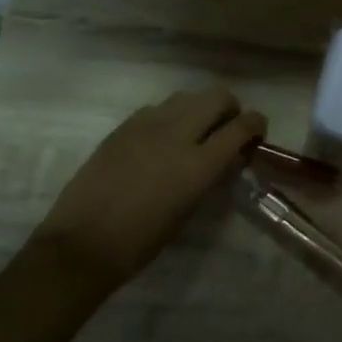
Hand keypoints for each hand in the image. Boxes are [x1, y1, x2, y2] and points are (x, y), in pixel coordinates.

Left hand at [33, 87, 266, 288]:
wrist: (82, 244)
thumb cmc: (142, 241)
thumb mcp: (189, 210)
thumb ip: (211, 176)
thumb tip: (226, 157)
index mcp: (198, 164)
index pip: (241, 126)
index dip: (257, 124)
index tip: (258, 132)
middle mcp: (177, 135)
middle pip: (217, 98)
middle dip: (230, 108)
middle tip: (228, 128)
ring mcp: (147, 126)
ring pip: (187, 97)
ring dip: (200, 109)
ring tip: (195, 131)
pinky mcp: (123, 127)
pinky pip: (158, 109)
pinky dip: (171, 116)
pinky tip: (163, 139)